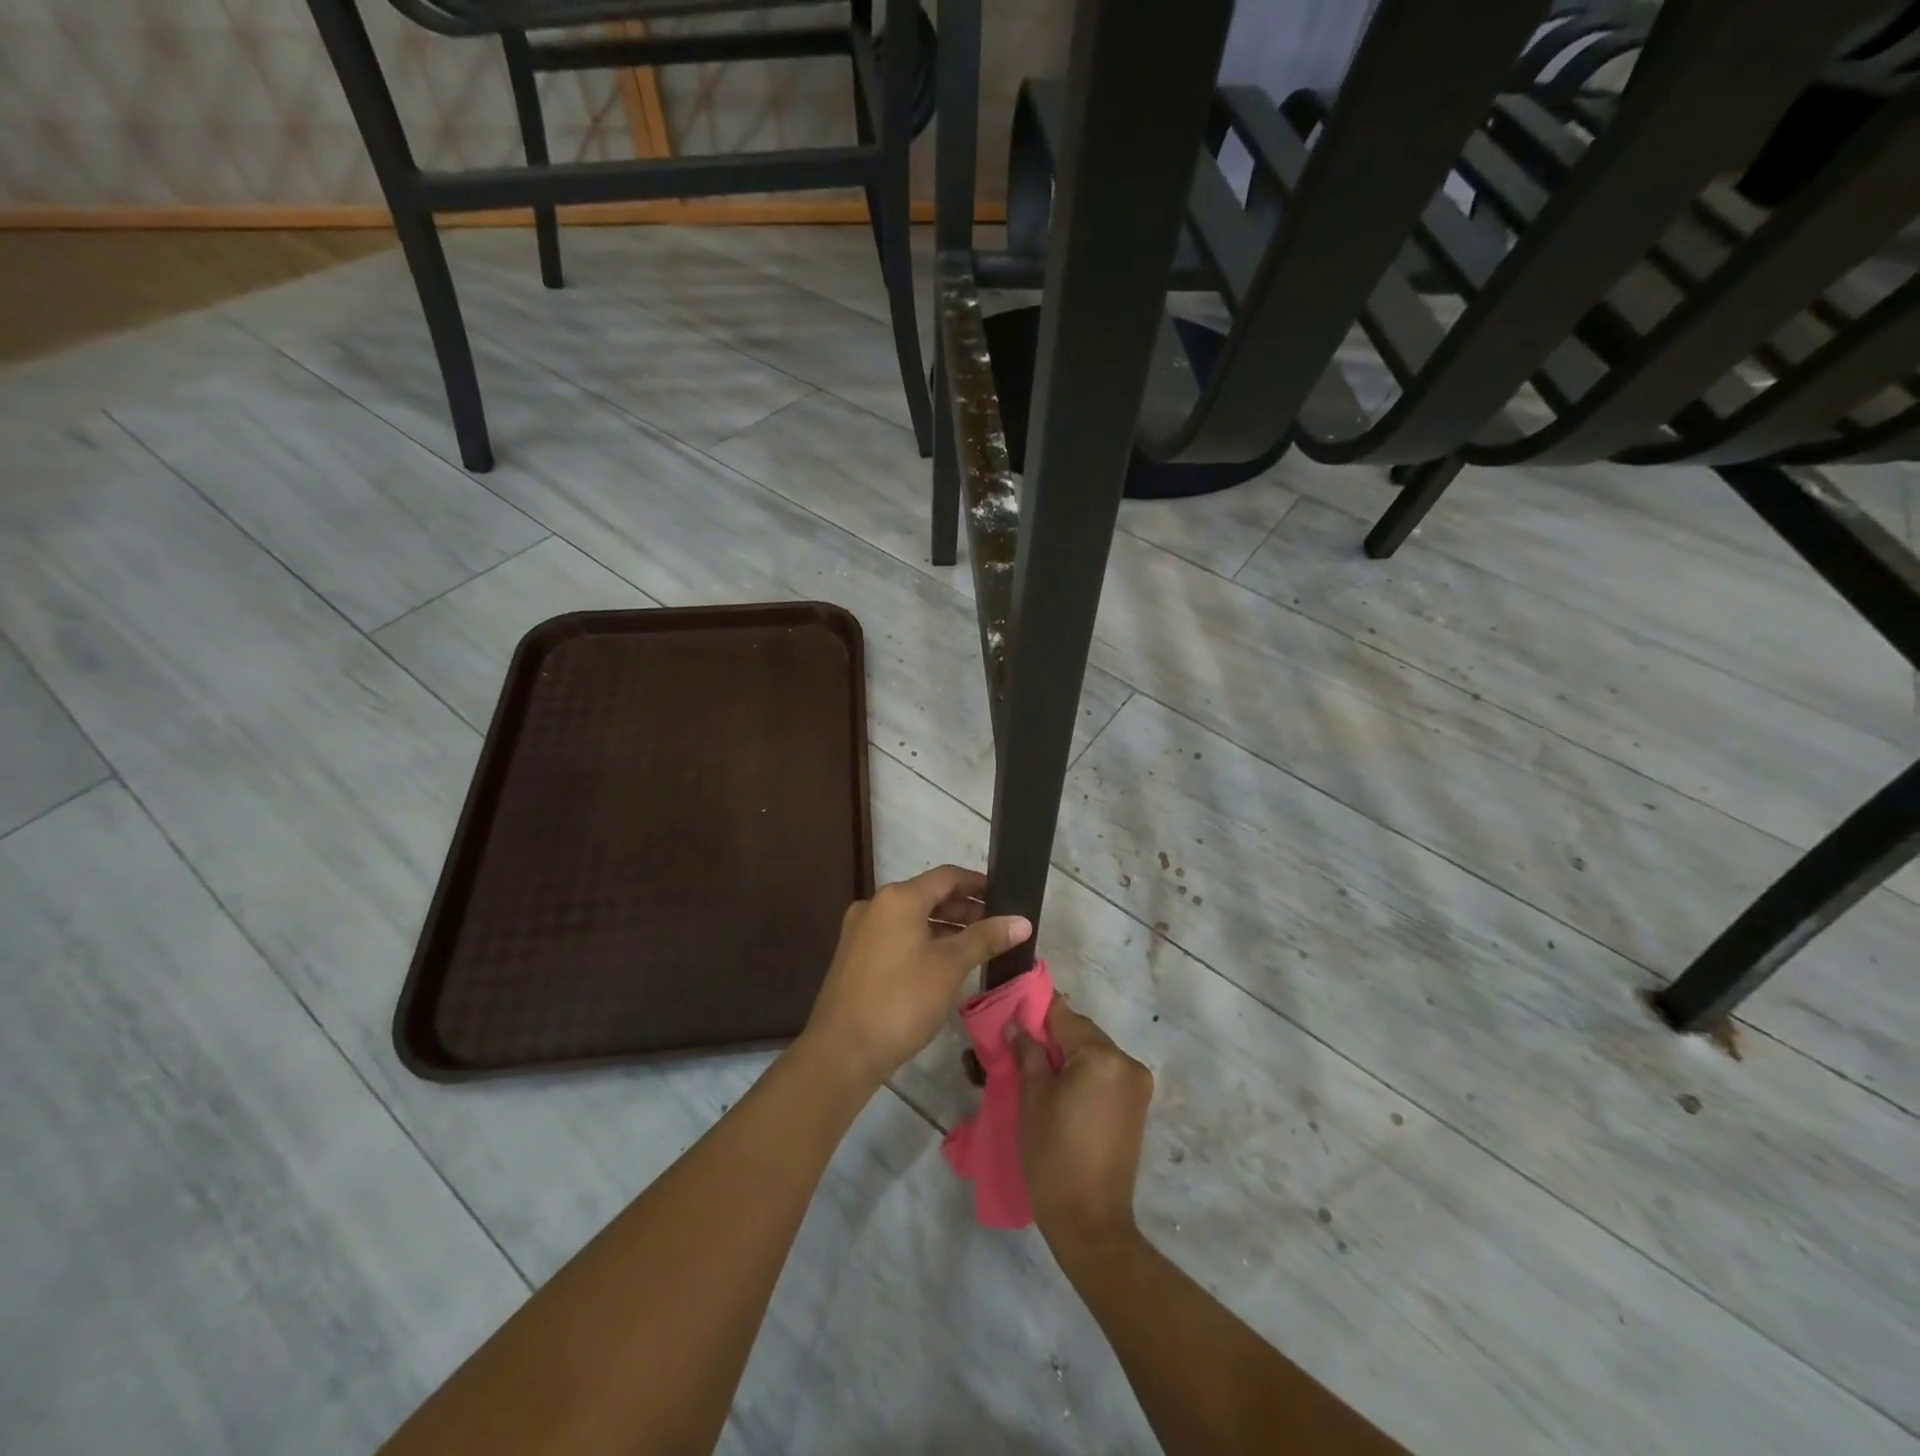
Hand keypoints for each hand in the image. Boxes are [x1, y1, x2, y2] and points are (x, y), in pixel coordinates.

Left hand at [802, 866, 1031, 1089]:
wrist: (842, 1051)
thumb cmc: (901, 1001)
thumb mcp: (950, 967)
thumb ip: (985, 938)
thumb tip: (1022, 921)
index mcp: (898, 898)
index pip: (947, 877)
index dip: (978, 884)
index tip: (1006, 896)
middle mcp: (876, 905)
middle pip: (928, 895)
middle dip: (964, 908)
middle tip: (996, 927)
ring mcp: (861, 930)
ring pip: (912, 918)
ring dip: (944, 927)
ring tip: (976, 947)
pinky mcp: (855, 955)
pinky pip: (897, 936)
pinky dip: (923, 941)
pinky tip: (943, 964)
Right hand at [1010, 1000, 1153, 1259]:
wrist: (1090, 1222)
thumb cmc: (1054, 1155)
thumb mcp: (1033, 1098)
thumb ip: (1027, 1053)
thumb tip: (1017, 1025)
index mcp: (1103, 1056)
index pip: (1064, 1016)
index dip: (1036, 1013)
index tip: (1013, 1017)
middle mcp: (1127, 1062)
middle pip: (1082, 1032)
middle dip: (1052, 1036)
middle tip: (1019, 1047)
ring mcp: (1137, 1085)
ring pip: (1093, 1052)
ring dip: (1067, 1055)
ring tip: (1036, 1071)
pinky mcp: (1137, 1105)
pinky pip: (1105, 1073)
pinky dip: (1083, 1073)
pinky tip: (1060, 1088)